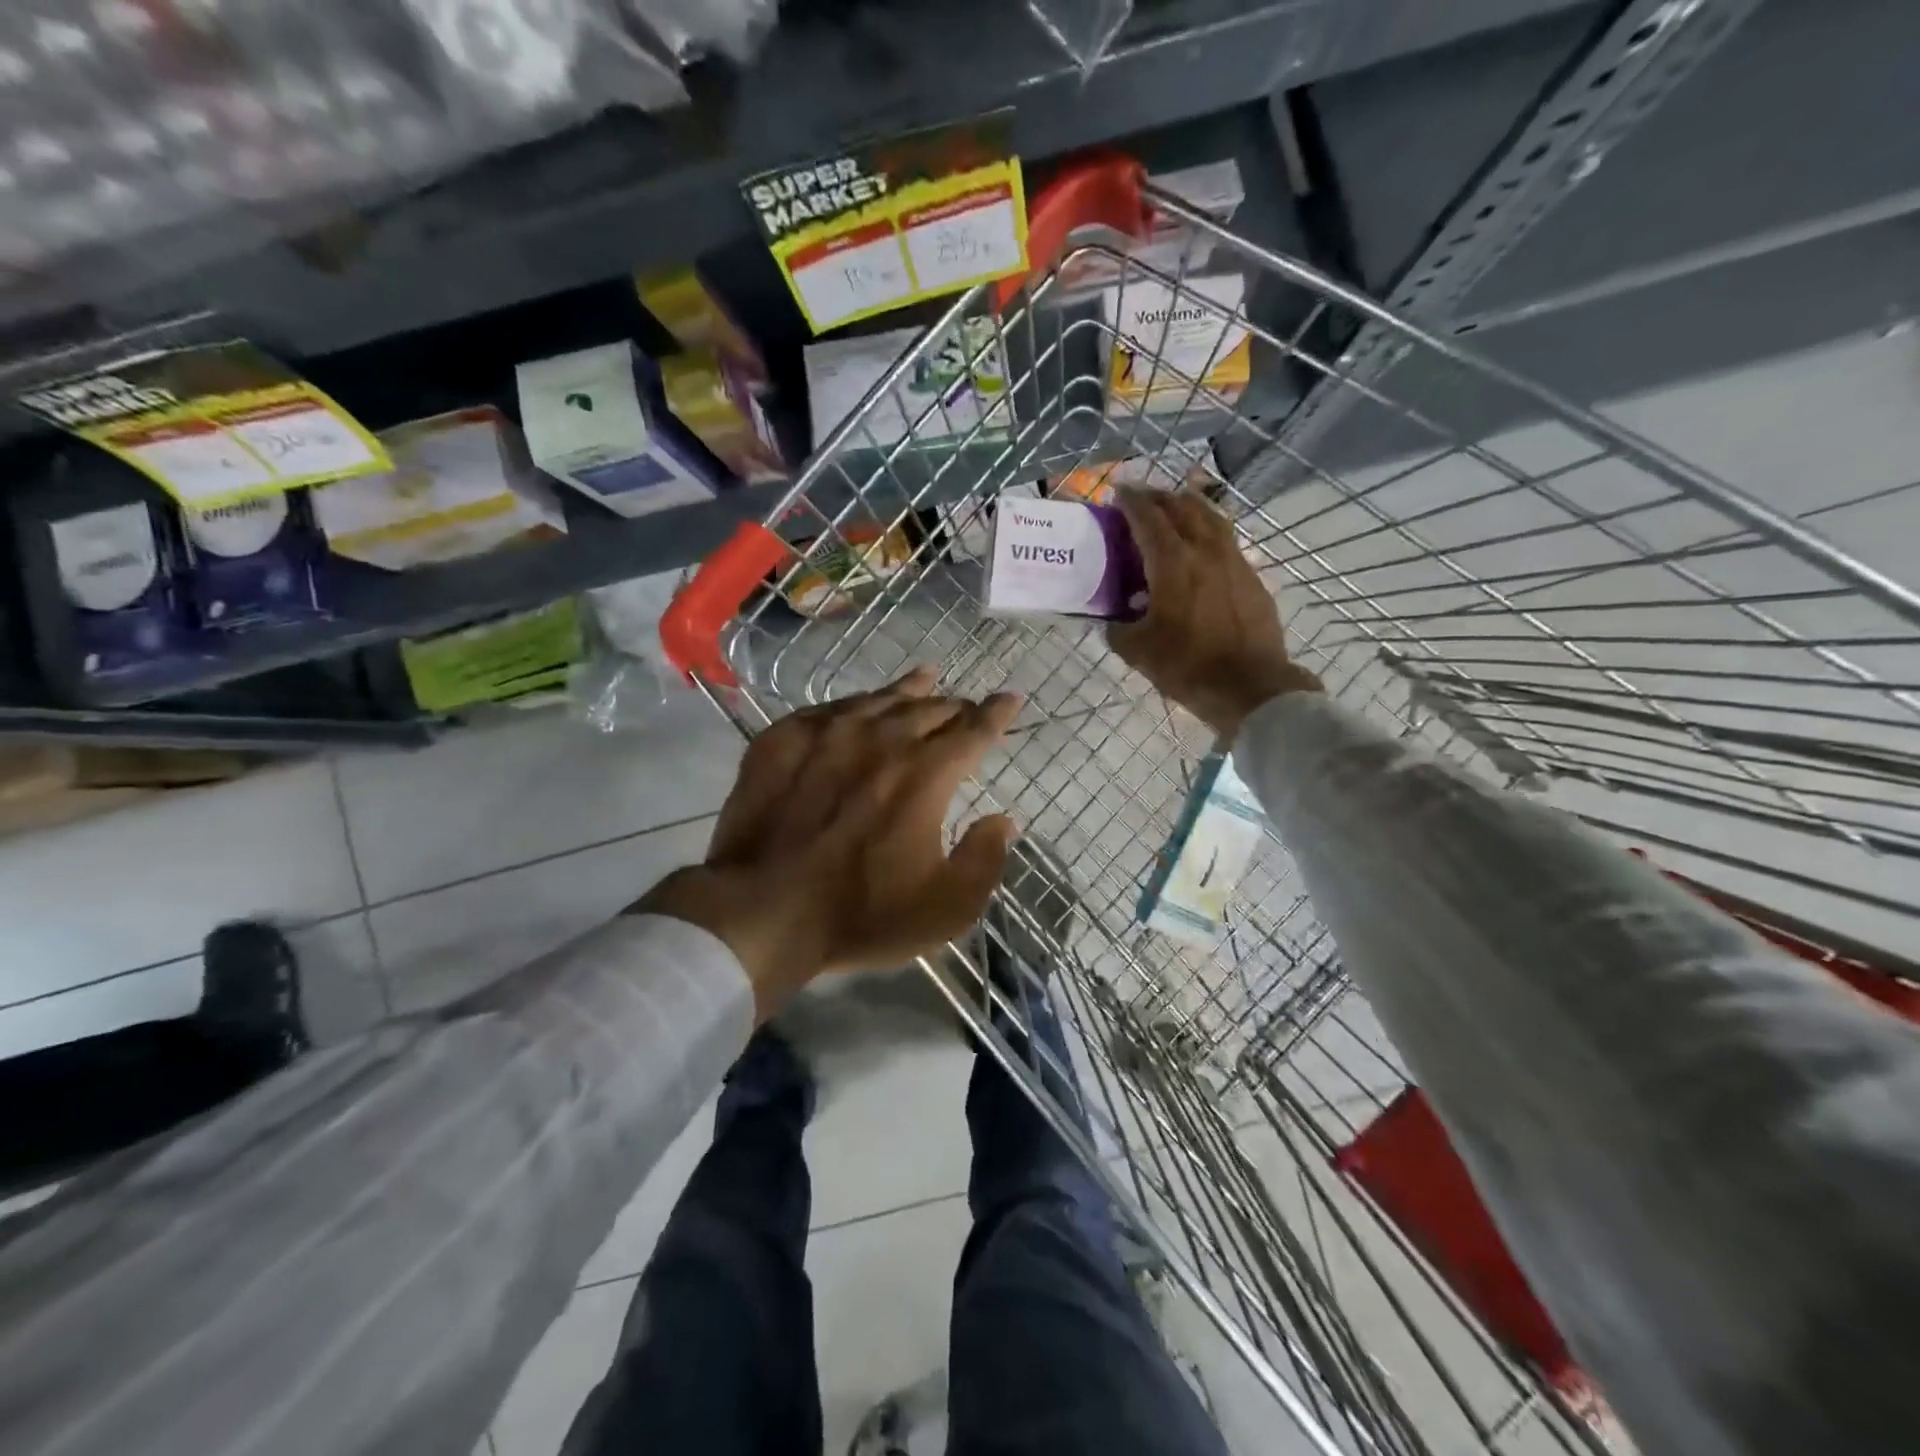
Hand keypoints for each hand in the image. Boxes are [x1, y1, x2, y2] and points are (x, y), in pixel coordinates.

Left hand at [637, 668, 1020, 1017]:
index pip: (974, 730)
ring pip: (880, 699)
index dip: (998, 713)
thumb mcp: (946, 907)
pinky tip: (857, 706)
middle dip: (955, 705)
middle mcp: (883, 739)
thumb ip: (984, 859)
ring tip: (926, 676)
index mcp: (926, 774)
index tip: (1012, 698)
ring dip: (909, 689)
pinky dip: (855, 704)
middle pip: (930, 708)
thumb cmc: (861, 913)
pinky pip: (830, 709)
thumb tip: (1003, 820)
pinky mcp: (783, 739)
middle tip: (965, 706)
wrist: (761, 909)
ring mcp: (829, 734)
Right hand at [1108, 487, 1321, 738]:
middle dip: (1158, 497)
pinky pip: (1226, 540)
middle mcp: (1206, 550)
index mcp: (1174, 563)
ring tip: (1173, 509)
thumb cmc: (1188, 666)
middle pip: (1182, 507)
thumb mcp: (1138, 651)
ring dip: (1187, 506)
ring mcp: (1234, 561)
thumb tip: (1113, 621)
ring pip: (1211, 517)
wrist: (1250, 686)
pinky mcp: (1252, 577)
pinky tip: (1200, 547)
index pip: (1149, 518)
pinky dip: (1207, 531)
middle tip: (1140, 498)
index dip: (1131, 501)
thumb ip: (1118, 629)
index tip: (1118, 492)